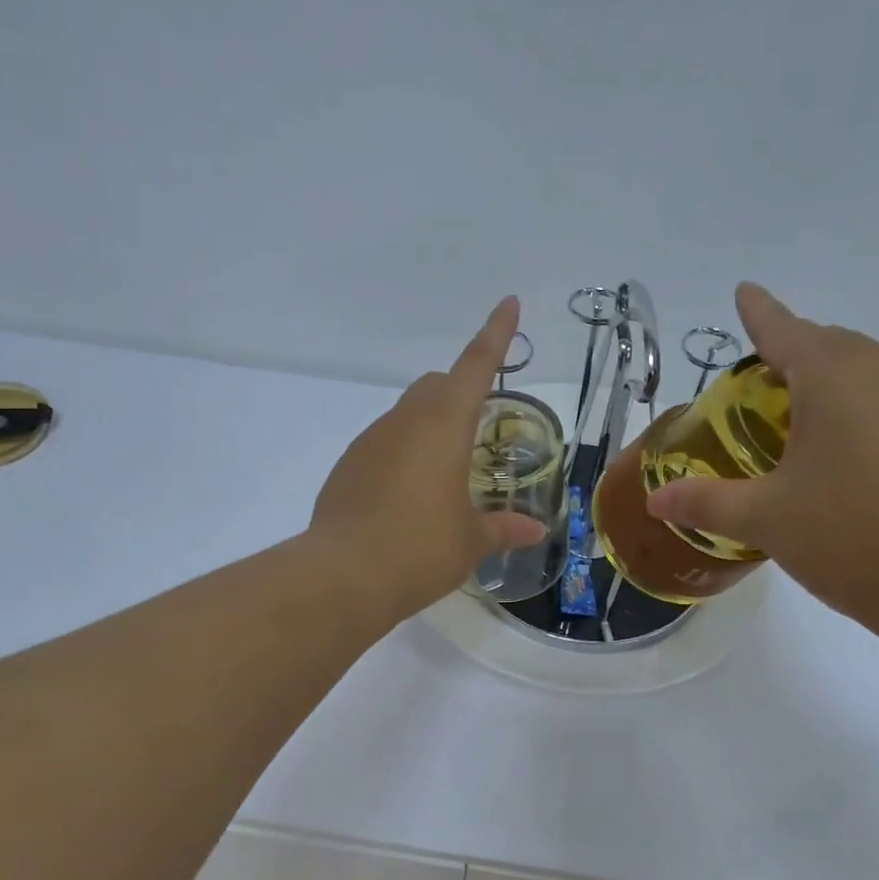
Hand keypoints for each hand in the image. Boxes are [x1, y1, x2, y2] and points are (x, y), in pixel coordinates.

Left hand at [311, 297, 547, 619]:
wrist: (343, 576)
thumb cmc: (421, 550)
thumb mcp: (471, 541)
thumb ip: (504, 528)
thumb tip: (535, 529)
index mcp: (445, 426)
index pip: (476, 366)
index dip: (496, 334)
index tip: (509, 303)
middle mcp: (405, 422)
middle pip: (436, 386)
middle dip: (460, 392)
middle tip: (478, 428)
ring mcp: (369, 441)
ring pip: (406, 415)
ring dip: (428, 428)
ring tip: (444, 476)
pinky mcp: (346, 466)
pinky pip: (382, 445)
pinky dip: (402, 455)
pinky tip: (407, 498)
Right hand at [646, 283, 878, 644]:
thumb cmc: (855, 536)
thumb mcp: (767, 520)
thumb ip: (707, 503)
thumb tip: (657, 501)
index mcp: (836, 376)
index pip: (784, 330)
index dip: (759, 313)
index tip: (744, 292)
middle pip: (830, 348)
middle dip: (792, 355)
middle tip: (758, 388)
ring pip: (868, 377)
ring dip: (830, 389)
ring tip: (800, 428)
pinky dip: (863, 418)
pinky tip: (851, 465)